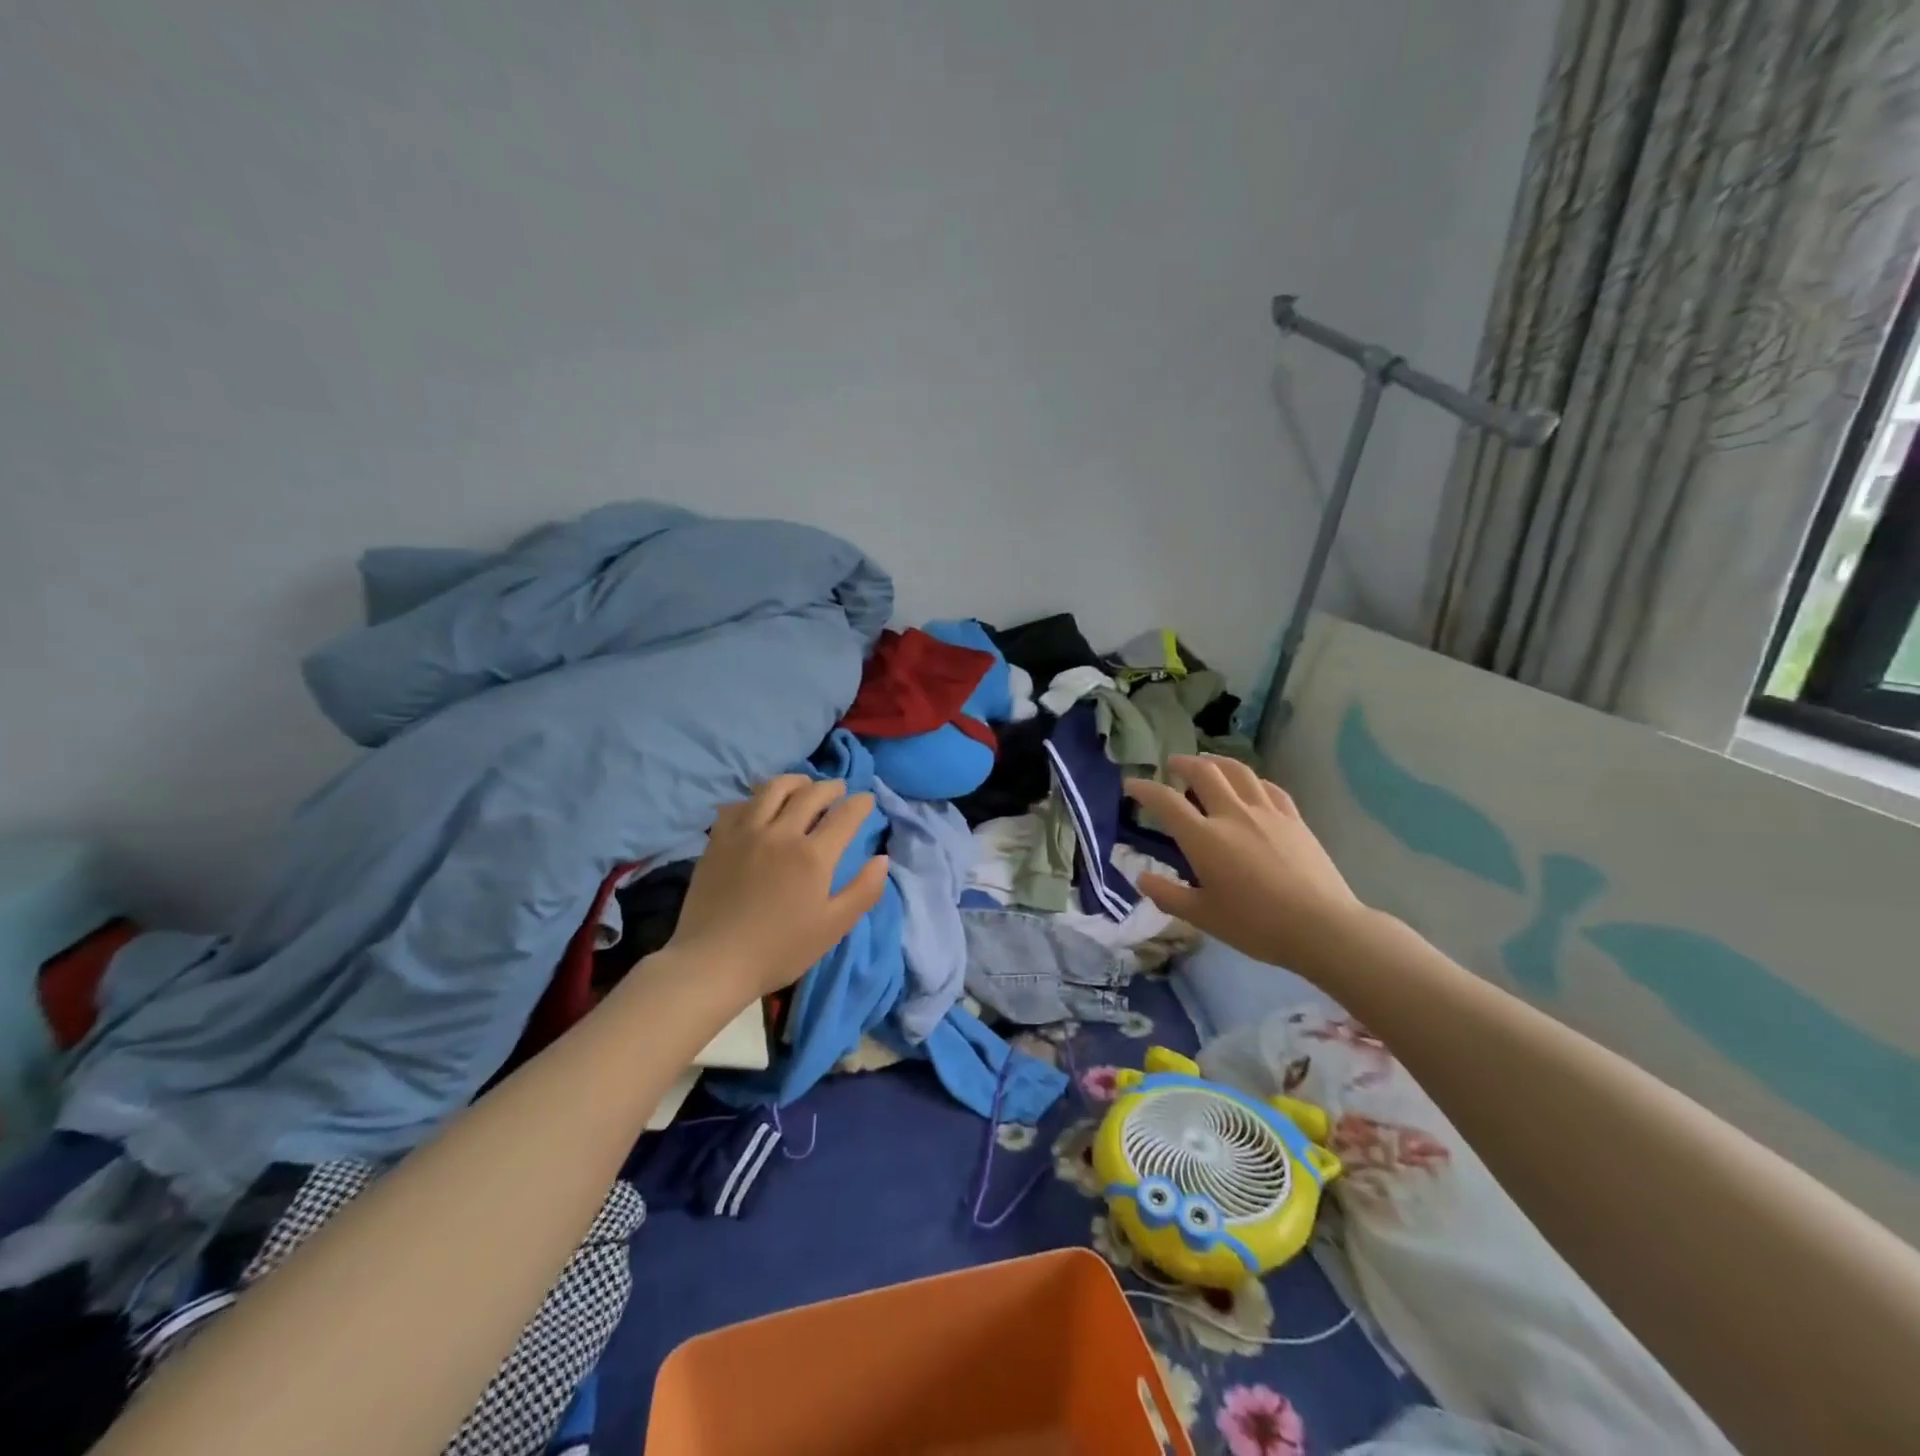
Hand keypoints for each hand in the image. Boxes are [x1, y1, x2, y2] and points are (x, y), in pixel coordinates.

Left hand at [665, 776, 888, 1002]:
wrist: (713, 962)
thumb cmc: (779, 950)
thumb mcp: (833, 927)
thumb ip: (863, 891)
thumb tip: (883, 859)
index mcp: (813, 855)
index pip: (845, 815)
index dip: (861, 803)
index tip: (867, 800)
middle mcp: (781, 833)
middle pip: (811, 794)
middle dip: (831, 787)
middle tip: (839, 789)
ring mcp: (746, 832)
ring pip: (773, 788)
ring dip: (795, 781)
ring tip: (803, 785)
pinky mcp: (718, 839)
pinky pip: (740, 804)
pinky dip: (756, 798)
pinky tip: (760, 807)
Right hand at [1124, 755, 1366, 976]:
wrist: (1321, 927)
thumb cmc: (1256, 925)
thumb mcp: (1202, 916)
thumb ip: (1167, 895)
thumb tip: (1140, 878)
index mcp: (1204, 838)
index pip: (1165, 801)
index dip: (1144, 788)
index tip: (1131, 784)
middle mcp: (1232, 814)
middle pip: (1204, 773)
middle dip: (1183, 763)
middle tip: (1172, 764)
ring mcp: (1267, 813)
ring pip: (1238, 771)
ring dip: (1216, 761)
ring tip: (1207, 762)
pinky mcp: (1294, 819)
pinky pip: (1268, 787)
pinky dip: (1251, 779)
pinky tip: (1250, 785)